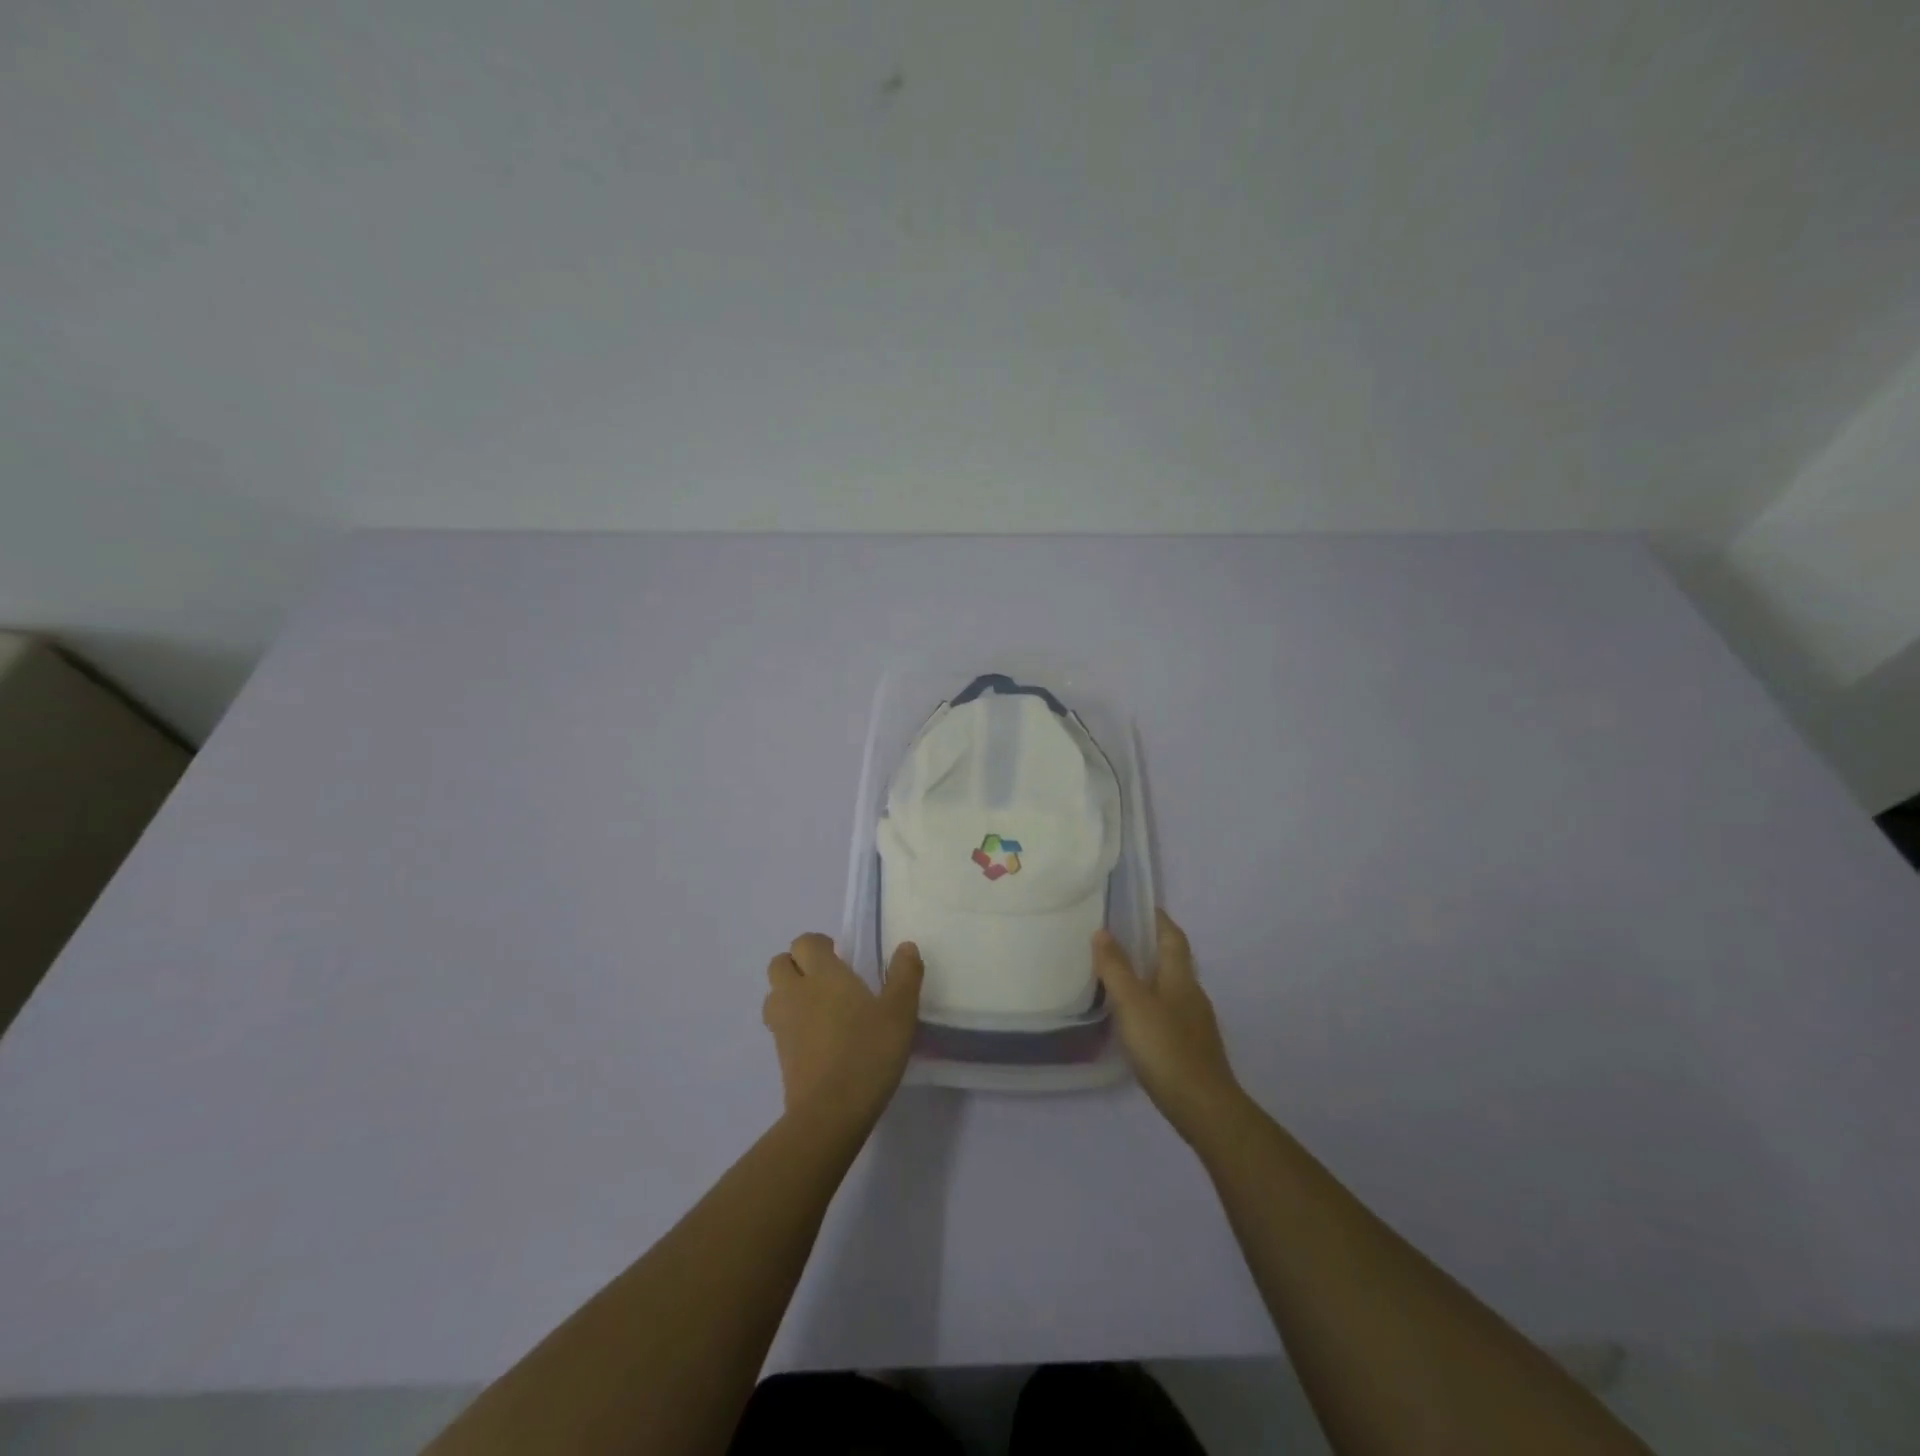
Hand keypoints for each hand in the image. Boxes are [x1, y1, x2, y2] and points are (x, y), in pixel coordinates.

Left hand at [764, 934, 923, 1127]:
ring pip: (774, 994)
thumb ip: (905, 976)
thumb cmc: (868, 1053)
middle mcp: (795, 993)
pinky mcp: (779, 1055)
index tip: (841, 957)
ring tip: (819, 1008)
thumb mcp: (900, 1013)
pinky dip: (792, 1023)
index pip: (805, 942)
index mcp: (823, 974)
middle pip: (780, 964)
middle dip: (798, 965)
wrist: (830, 1112)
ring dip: (790, 993)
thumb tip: (906, 947)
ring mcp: (782, 1025)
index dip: (819, 945)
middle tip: (828, 980)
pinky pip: (778, 1025)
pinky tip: (818, 1039)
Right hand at [1093, 910, 1245, 1142]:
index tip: (1137, 906)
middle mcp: (1192, 993)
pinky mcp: (1191, 1046)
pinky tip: (1133, 1017)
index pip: (1172, 936)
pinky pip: (1168, 1011)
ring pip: (1169, 987)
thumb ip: (1116, 968)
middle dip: (1149, 946)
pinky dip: (1150, 1003)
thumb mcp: (1133, 1004)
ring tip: (1117, 974)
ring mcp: (1194, 1022)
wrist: (1203, 1108)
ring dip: (1148, 975)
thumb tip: (1102, 932)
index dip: (1157, 919)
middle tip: (1116, 938)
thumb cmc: (1166, 1048)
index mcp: (1180, 977)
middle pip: (1172, 960)